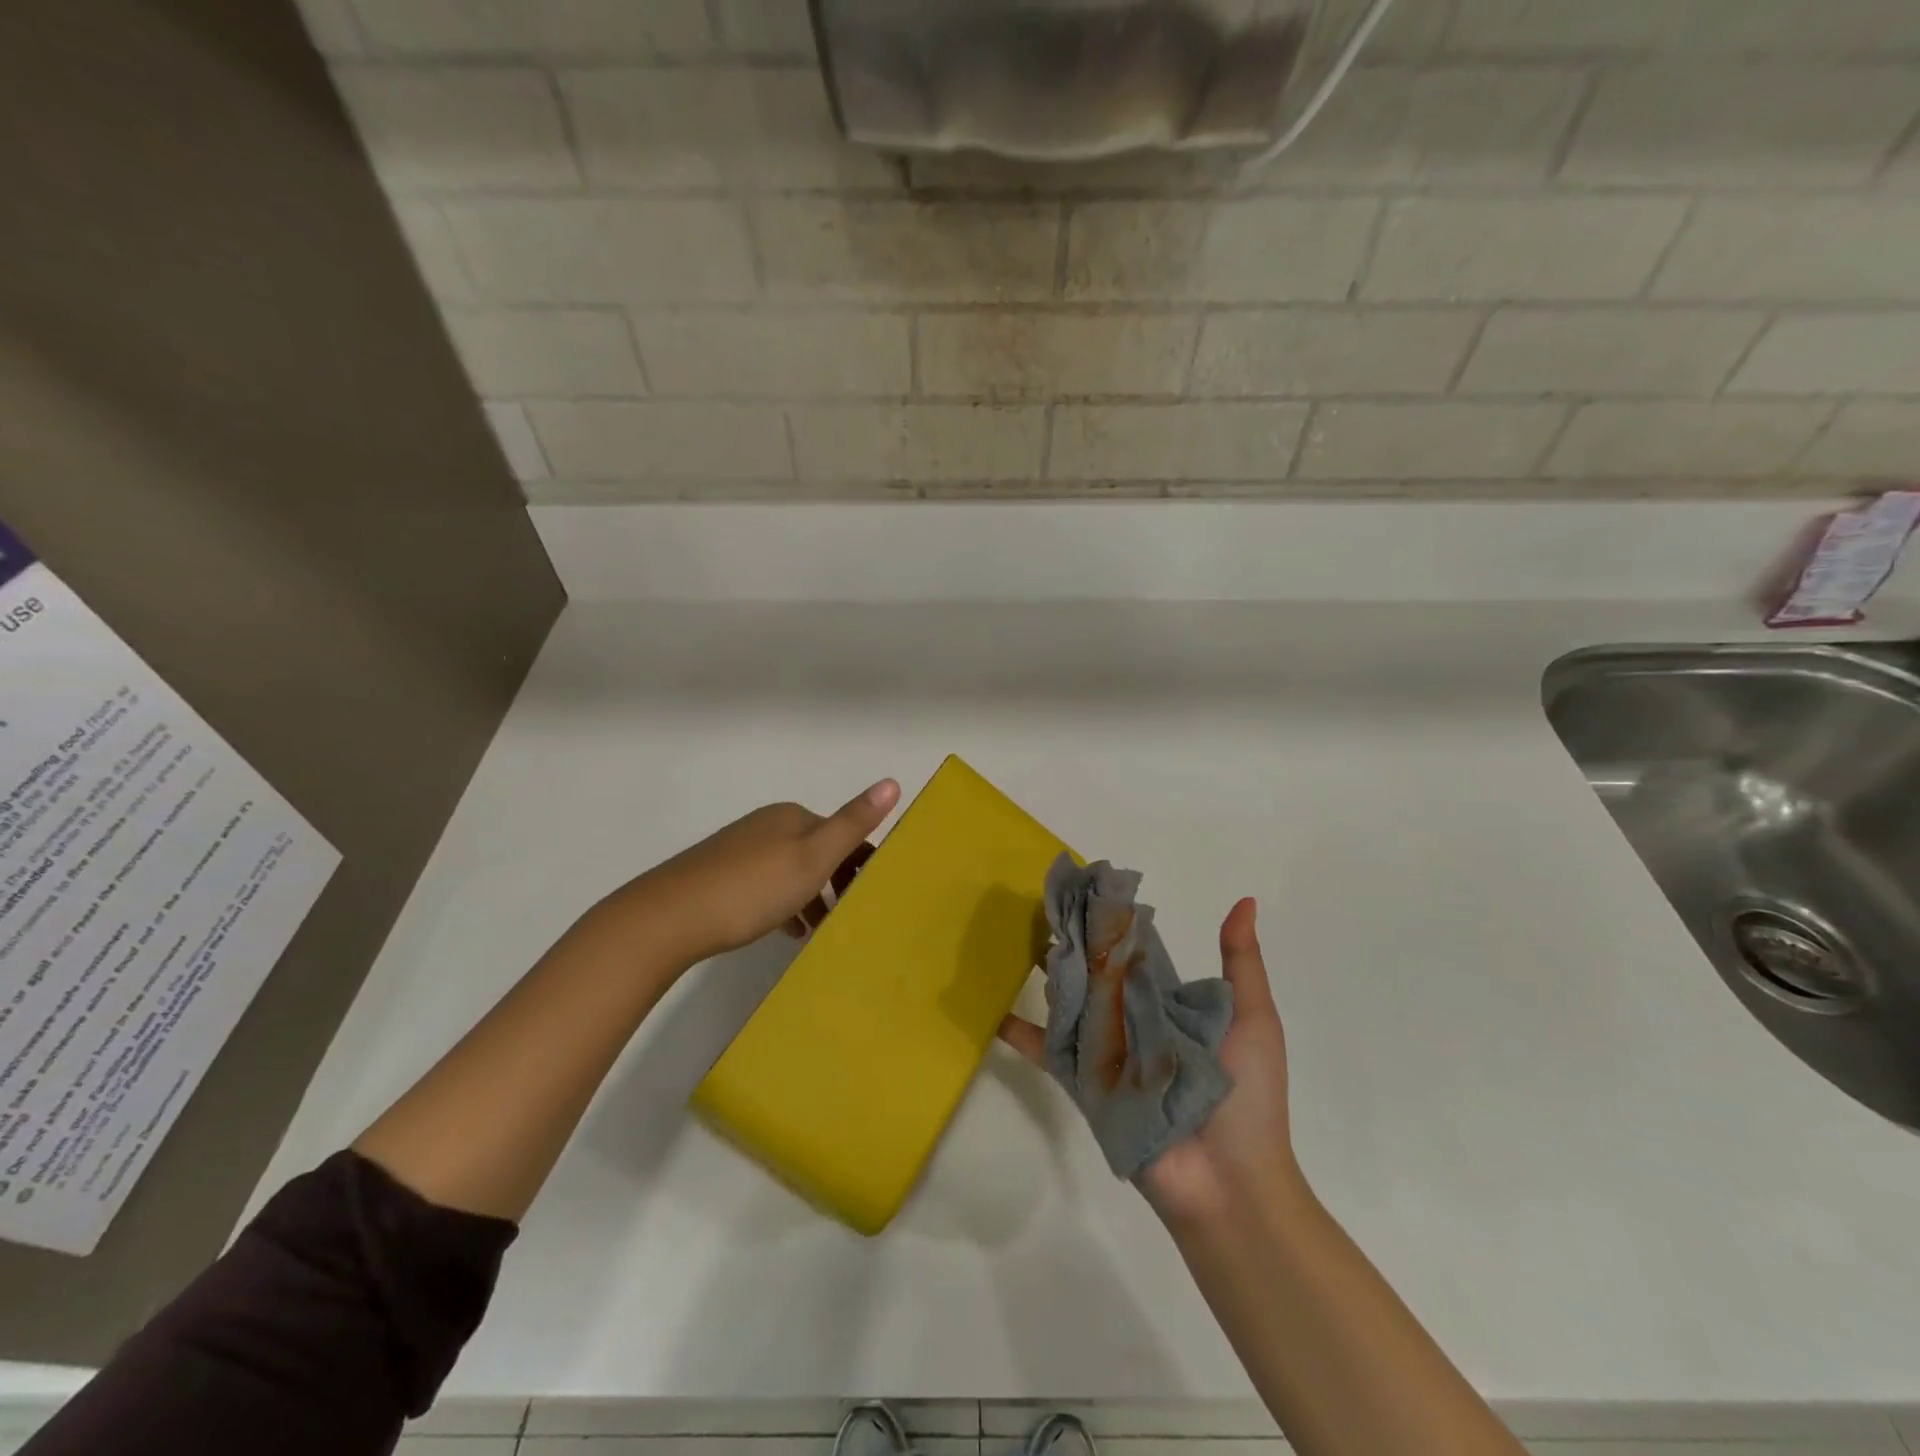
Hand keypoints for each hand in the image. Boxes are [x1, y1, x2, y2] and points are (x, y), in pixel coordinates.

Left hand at [590, 779, 900, 966]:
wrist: (670, 916)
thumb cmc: (753, 887)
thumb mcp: (813, 857)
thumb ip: (853, 823)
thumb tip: (893, 781)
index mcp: (793, 817)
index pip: (843, 833)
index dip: (862, 862)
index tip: (873, 896)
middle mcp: (767, 825)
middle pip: (817, 850)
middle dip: (837, 880)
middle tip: (850, 915)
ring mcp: (740, 848)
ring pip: (790, 869)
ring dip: (811, 895)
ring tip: (821, 928)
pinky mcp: (718, 873)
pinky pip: (765, 884)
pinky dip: (784, 903)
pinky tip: (785, 930)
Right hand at [1000, 897, 1306, 1226]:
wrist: (1231, 1181)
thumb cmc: (1248, 1095)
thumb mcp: (1254, 1019)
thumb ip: (1242, 963)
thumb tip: (1245, 901)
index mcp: (1172, 1006)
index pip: (1135, 957)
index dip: (1113, 926)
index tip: (1087, 890)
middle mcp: (1135, 1023)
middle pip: (1097, 976)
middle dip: (1073, 946)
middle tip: (1041, 909)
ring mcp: (1108, 1053)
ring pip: (1071, 1005)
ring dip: (1048, 977)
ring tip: (1013, 942)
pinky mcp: (1086, 1083)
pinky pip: (1051, 1052)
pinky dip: (1023, 1034)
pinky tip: (994, 1013)